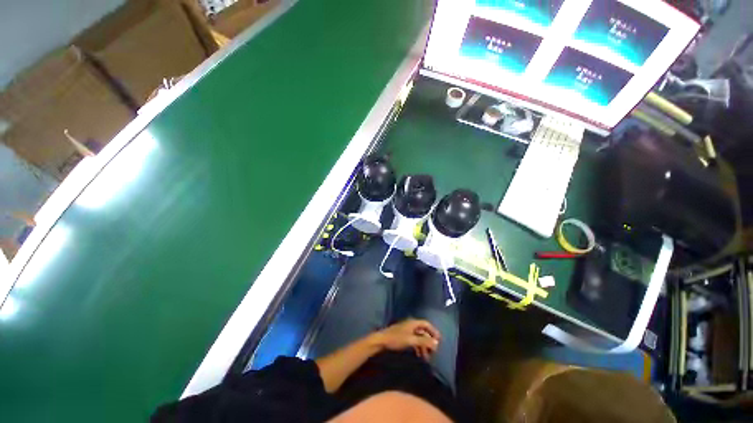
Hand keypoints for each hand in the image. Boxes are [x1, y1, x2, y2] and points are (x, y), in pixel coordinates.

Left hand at [372, 319, 440, 360]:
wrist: (381, 341)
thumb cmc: (396, 339)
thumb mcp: (411, 340)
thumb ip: (424, 342)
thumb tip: (436, 343)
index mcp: (413, 323)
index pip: (427, 324)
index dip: (434, 331)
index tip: (439, 341)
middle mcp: (411, 325)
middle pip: (423, 331)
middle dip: (429, 341)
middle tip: (433, 353)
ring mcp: (406, 330)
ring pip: (419, 337)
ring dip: (423, 346)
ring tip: (426, 358)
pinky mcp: (403, 336)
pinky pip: (414, 340)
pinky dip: (418, 347)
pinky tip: (418, 355)